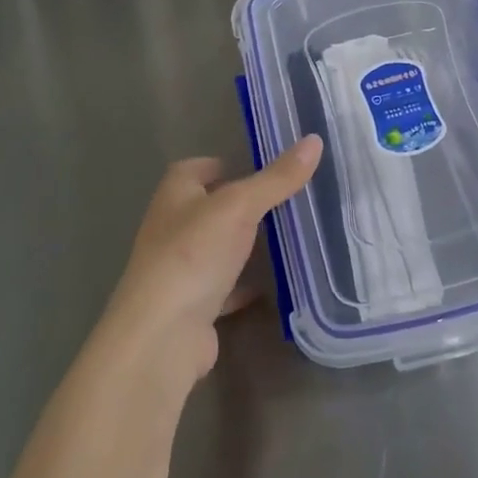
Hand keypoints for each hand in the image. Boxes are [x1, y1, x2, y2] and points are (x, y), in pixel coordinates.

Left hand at [101, 135, 322, 384]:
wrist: (162, 337)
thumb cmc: (194, 255)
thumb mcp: (240, 206)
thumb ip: (277, 178)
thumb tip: (314, 140)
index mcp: (175, 195)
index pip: (195, 168)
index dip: (223, 164)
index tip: (260, 166)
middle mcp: (172, 228)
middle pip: (209, 208)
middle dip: (242, 204)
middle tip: (286, 199)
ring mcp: (180, 270)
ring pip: (217, 248)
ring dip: (244, 244)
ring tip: (288, 235)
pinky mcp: (193, 306)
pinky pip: (225, 287)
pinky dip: (245, 284)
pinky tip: (274, 284)